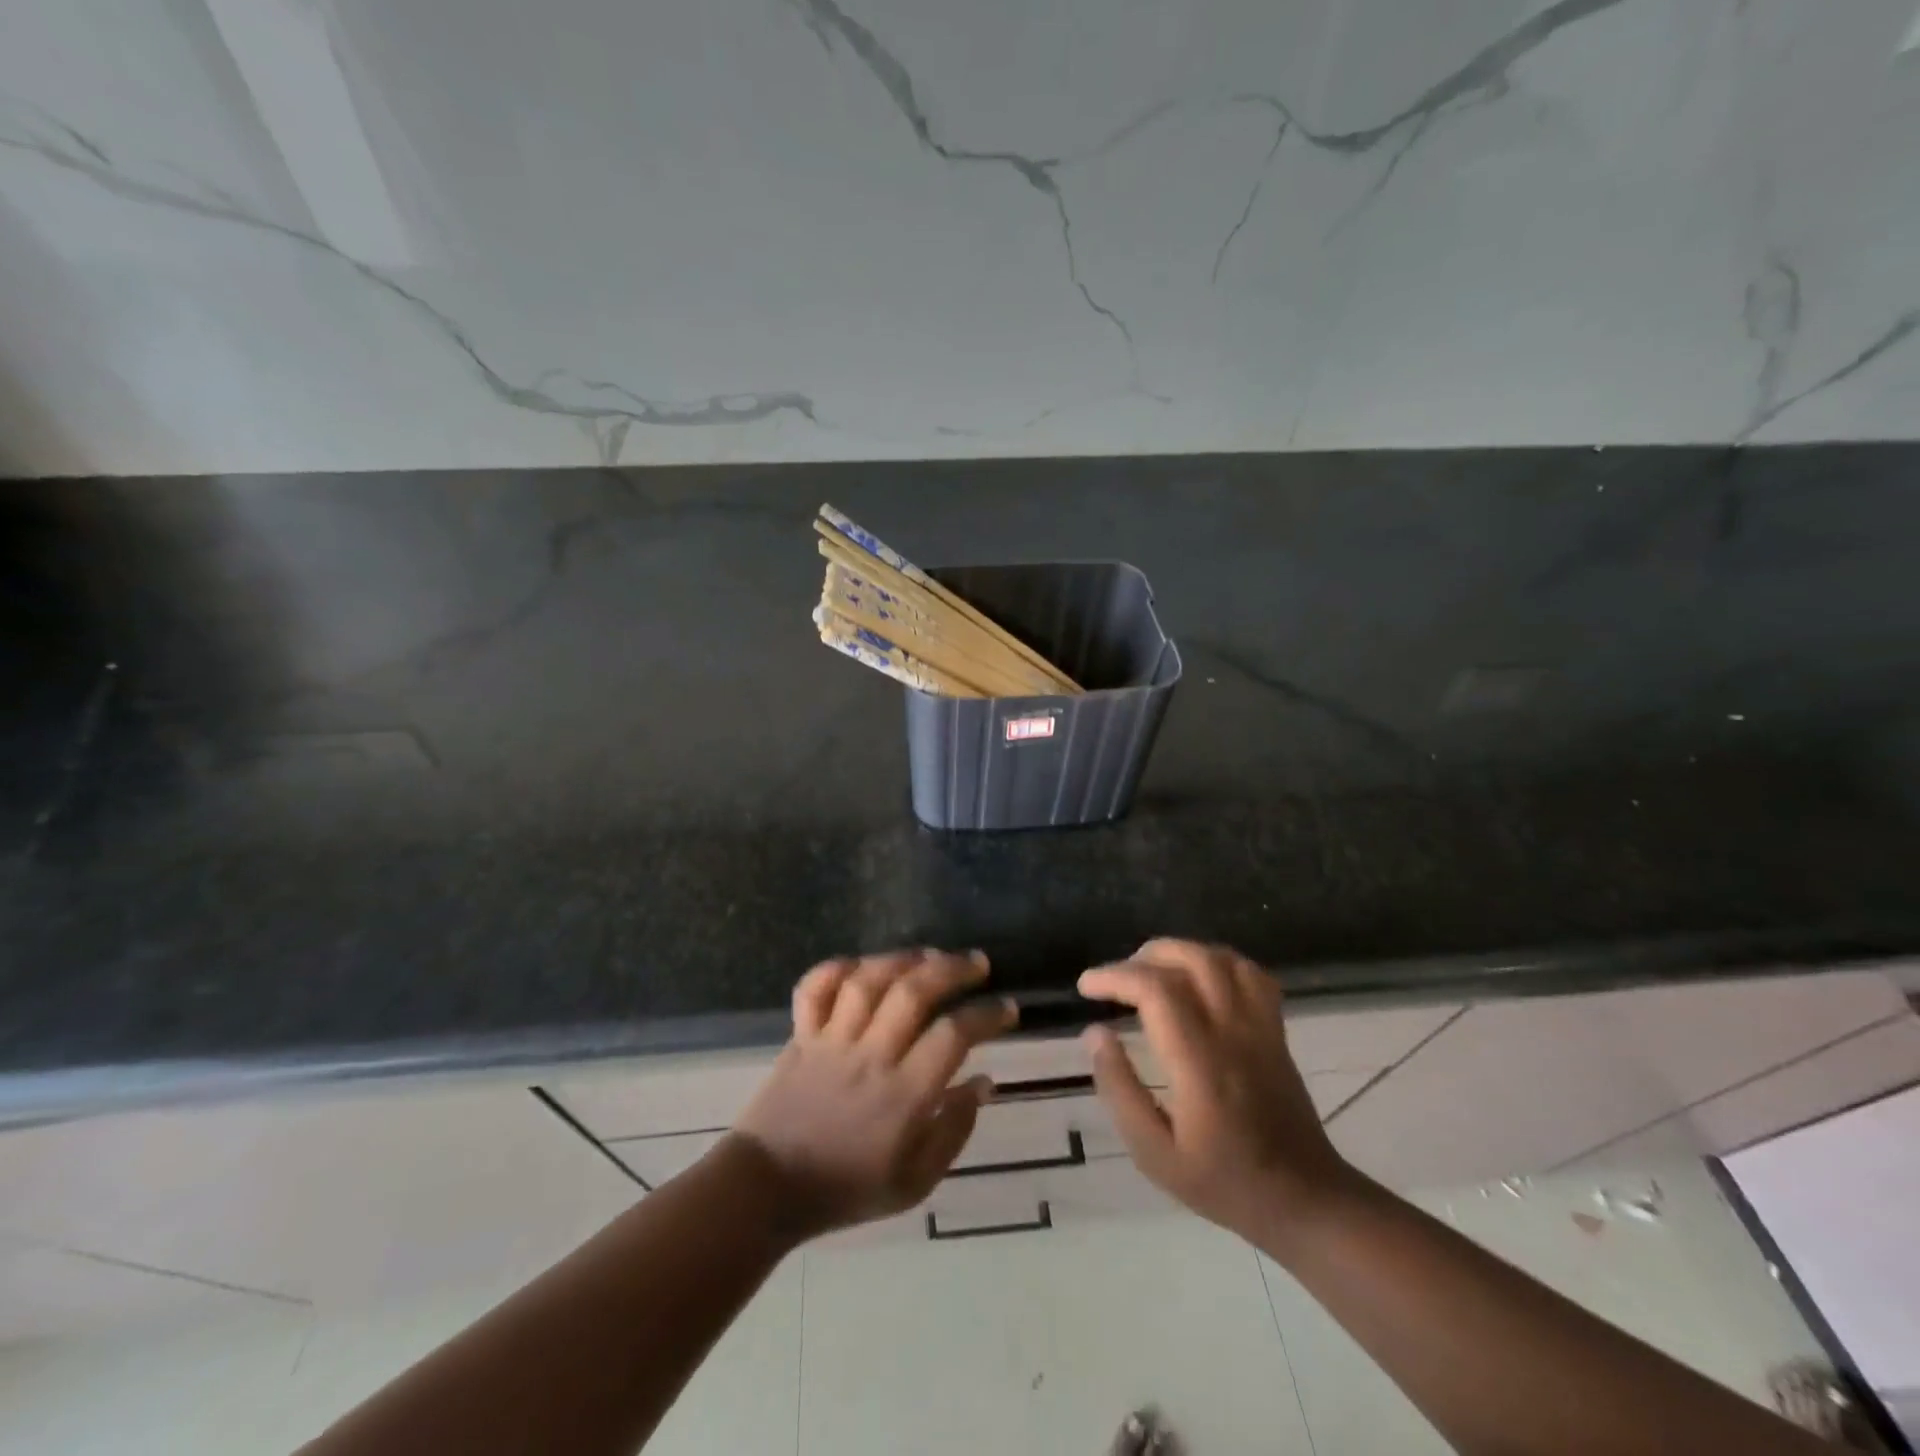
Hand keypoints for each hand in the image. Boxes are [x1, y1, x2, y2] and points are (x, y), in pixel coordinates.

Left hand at [731, 949, 1016, 1240]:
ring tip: (929, 955)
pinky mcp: (801, 1034)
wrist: (767, 1189)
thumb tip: (984, 1081)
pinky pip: (815, 988)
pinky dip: (835, 968)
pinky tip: (861, 966)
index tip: (1008, 1008)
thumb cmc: (847, 1189)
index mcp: (902, 1096)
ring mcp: (831, 1041)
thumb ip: (953, 1130)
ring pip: (868, 981)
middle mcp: (869, 1057)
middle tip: (978, 964)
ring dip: (902, 959)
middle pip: (913, 993)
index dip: (987, 1016)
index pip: (953, 1036)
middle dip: (952, 969)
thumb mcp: (914, 1183)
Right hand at [1078, 939, 1355, 1243]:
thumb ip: (1120, 1089)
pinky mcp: (1275, 1029)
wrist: (1304, 1200)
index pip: (1156, 990)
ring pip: (1220, 958)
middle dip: (1142, 958)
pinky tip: (1198, 978)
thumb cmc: (1223, 1181)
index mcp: (1200, 1063)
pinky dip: (1217, 961)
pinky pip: (1250, 973)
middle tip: (1115, 980)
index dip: (1115, 977)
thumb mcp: (1154, 1154)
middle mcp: (1232, 1032)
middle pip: (1189, 959)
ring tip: (1150, 973)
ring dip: (1178, 952)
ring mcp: (1260, 1026)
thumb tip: (1095, 1033)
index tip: (1086, 988)